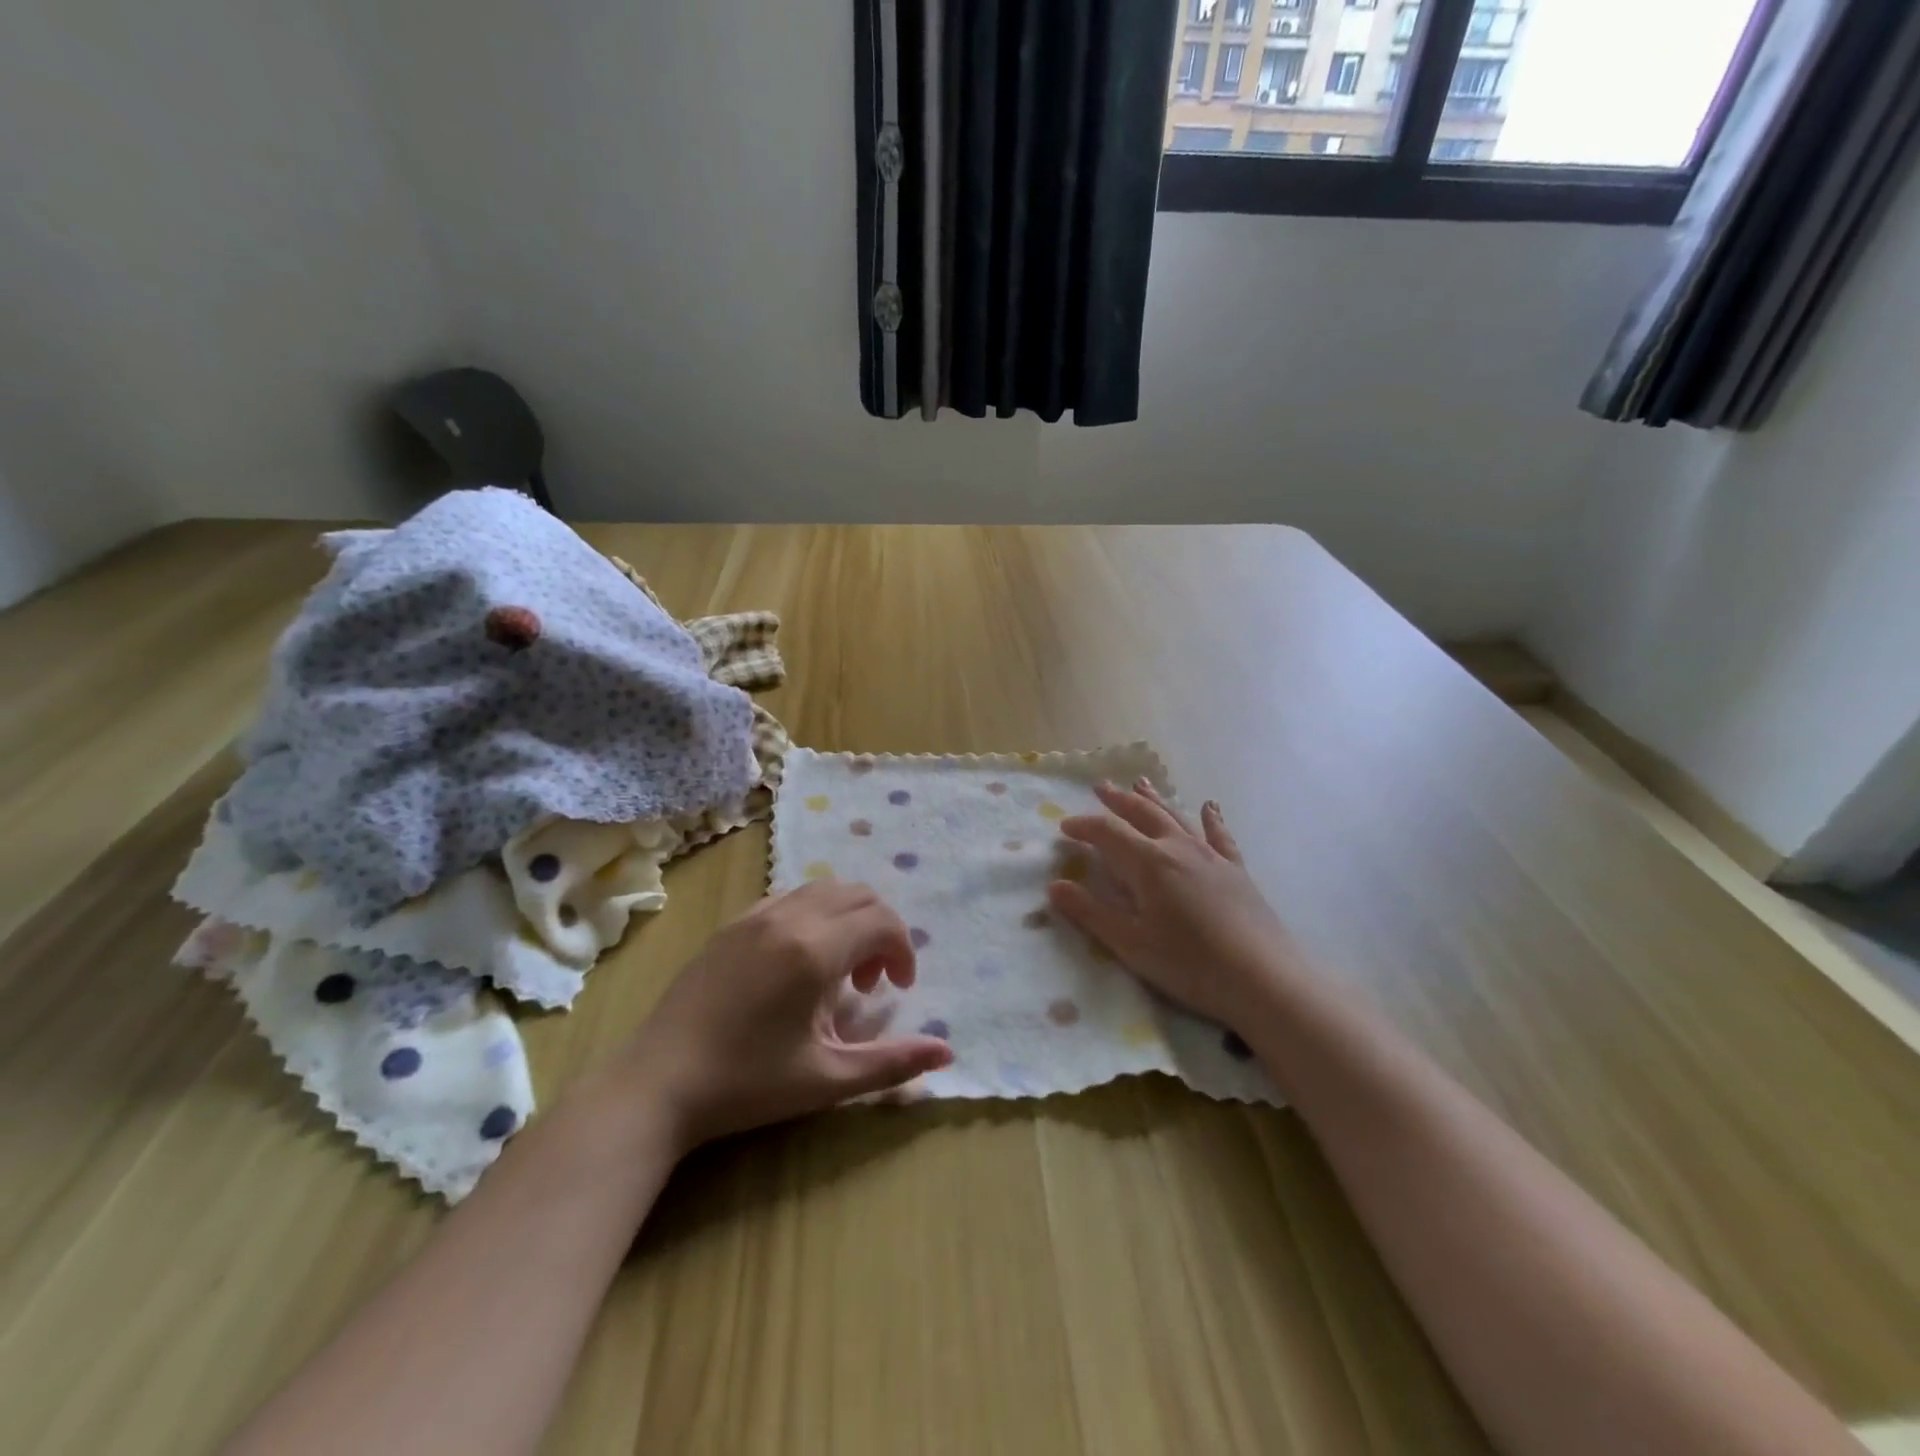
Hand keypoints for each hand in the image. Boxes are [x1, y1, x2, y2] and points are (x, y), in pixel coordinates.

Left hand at [624, 881, 954, 1151]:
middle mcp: (789, 917)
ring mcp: (755, 915)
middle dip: (880, 929)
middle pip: (859, 894)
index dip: (903, 950)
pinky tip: (799, 964)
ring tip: (837, 971)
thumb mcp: (827, 1080)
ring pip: (823, 889)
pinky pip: (790, 898)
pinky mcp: (732, 924)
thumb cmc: (747, 1085)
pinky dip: (814, 915)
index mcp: (815, 950)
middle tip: (871, 981)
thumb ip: (892, 1063)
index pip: (882, 922)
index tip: (898, 989)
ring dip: (848, 918)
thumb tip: (946, 1051)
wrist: (656, 1084)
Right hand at [1047, 781, 1300, 1031]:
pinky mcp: (1236, 871)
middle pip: (1143, 814)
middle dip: (1118, 800)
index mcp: (1148, 863)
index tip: (1064, 827)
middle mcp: (1178, 848)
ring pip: (1177, 817)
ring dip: (1155, 799)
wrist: (1264, 979)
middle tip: (1101, 786)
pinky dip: (1211, 819)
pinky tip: (1209, 807)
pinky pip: (1219, 835)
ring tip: (1140, 783)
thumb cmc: (1190, 964)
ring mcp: (1211, 857)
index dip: (1084, 826)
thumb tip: (1054, 886)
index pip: (1108, 832)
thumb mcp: (1131, 944)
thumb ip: (1091, 913)